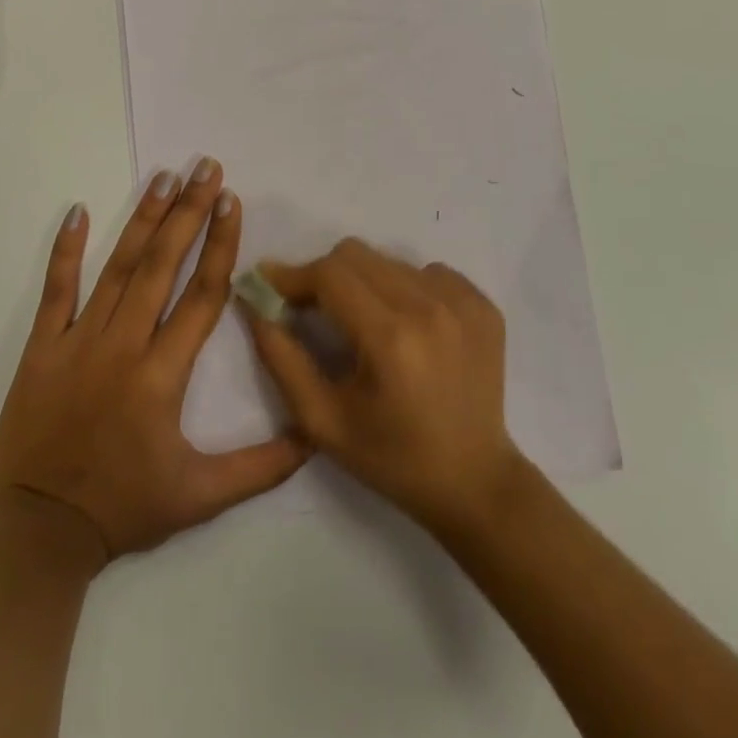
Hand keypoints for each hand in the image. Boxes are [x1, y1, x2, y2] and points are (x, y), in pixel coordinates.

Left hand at [0, 161, 310, 566]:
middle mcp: (123, 345)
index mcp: (163, 374)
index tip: (232, 201)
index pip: (202, 295)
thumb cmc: (123, 508)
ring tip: (165, 177)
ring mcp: (78, 341)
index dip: (221, 245)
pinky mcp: (42, 348)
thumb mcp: (200, 498)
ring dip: (144, 219)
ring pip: (118, 268)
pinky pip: (54, 291)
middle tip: (206, 168)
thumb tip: (315, 436)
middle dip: (189, 212)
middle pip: (163, 265)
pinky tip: (77, 210)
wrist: (37, 536)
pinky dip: (65, 250)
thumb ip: (260, 467)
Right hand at [243, 240, 525, 537]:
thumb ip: (282, 359)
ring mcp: (462, 302)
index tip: (270, 282)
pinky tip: (407, 328)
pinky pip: (427, 272)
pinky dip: (406, 289)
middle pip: (357, 255)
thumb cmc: (392, 458)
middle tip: (313, 308)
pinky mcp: (482, 304)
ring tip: (365, 324)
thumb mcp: (323, 421)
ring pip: (389, 261)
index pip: (329, 274)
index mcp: (390, 338)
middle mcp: (429, 307)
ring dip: (365, 283)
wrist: (474, 482)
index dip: (293, 275)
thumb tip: (255, 304)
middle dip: (324, 276)